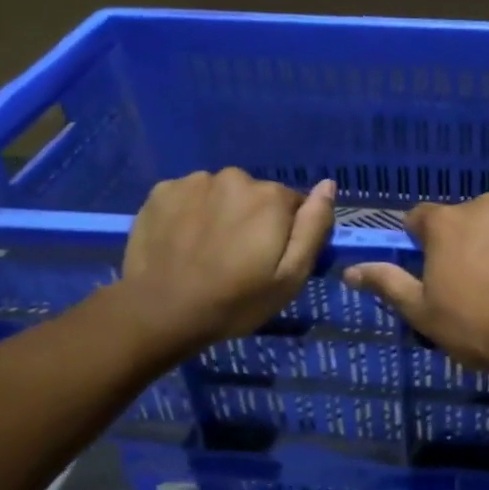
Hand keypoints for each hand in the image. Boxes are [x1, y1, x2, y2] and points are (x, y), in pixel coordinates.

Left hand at [118, 169, 335, 353]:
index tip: (270, 259)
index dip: (286, 232)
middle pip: (255, 196)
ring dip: (221, 213)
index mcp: (271, 197)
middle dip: (253, 219)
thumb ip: (314, 226)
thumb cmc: (236, 300)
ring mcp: (194, 181)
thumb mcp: (291, 275)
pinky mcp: (162, 191)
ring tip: (208, 250)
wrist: (161, 312)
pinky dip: (190, 213)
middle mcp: (235, 177)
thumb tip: (328, 185)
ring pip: (221, 194)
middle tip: (238, 258)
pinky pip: (189, 197)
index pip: (293, 204)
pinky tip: (183, 241)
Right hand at [343, 194, 488, 389]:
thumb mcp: (422, 313)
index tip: (437, 270)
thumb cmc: (478, 329)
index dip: (426, 244)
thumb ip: (387, 282)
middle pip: (469, 217)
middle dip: (471, 240)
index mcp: (446, 222)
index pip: (422, 219)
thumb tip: (350, 270)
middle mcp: (486, 203)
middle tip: (482, 280)